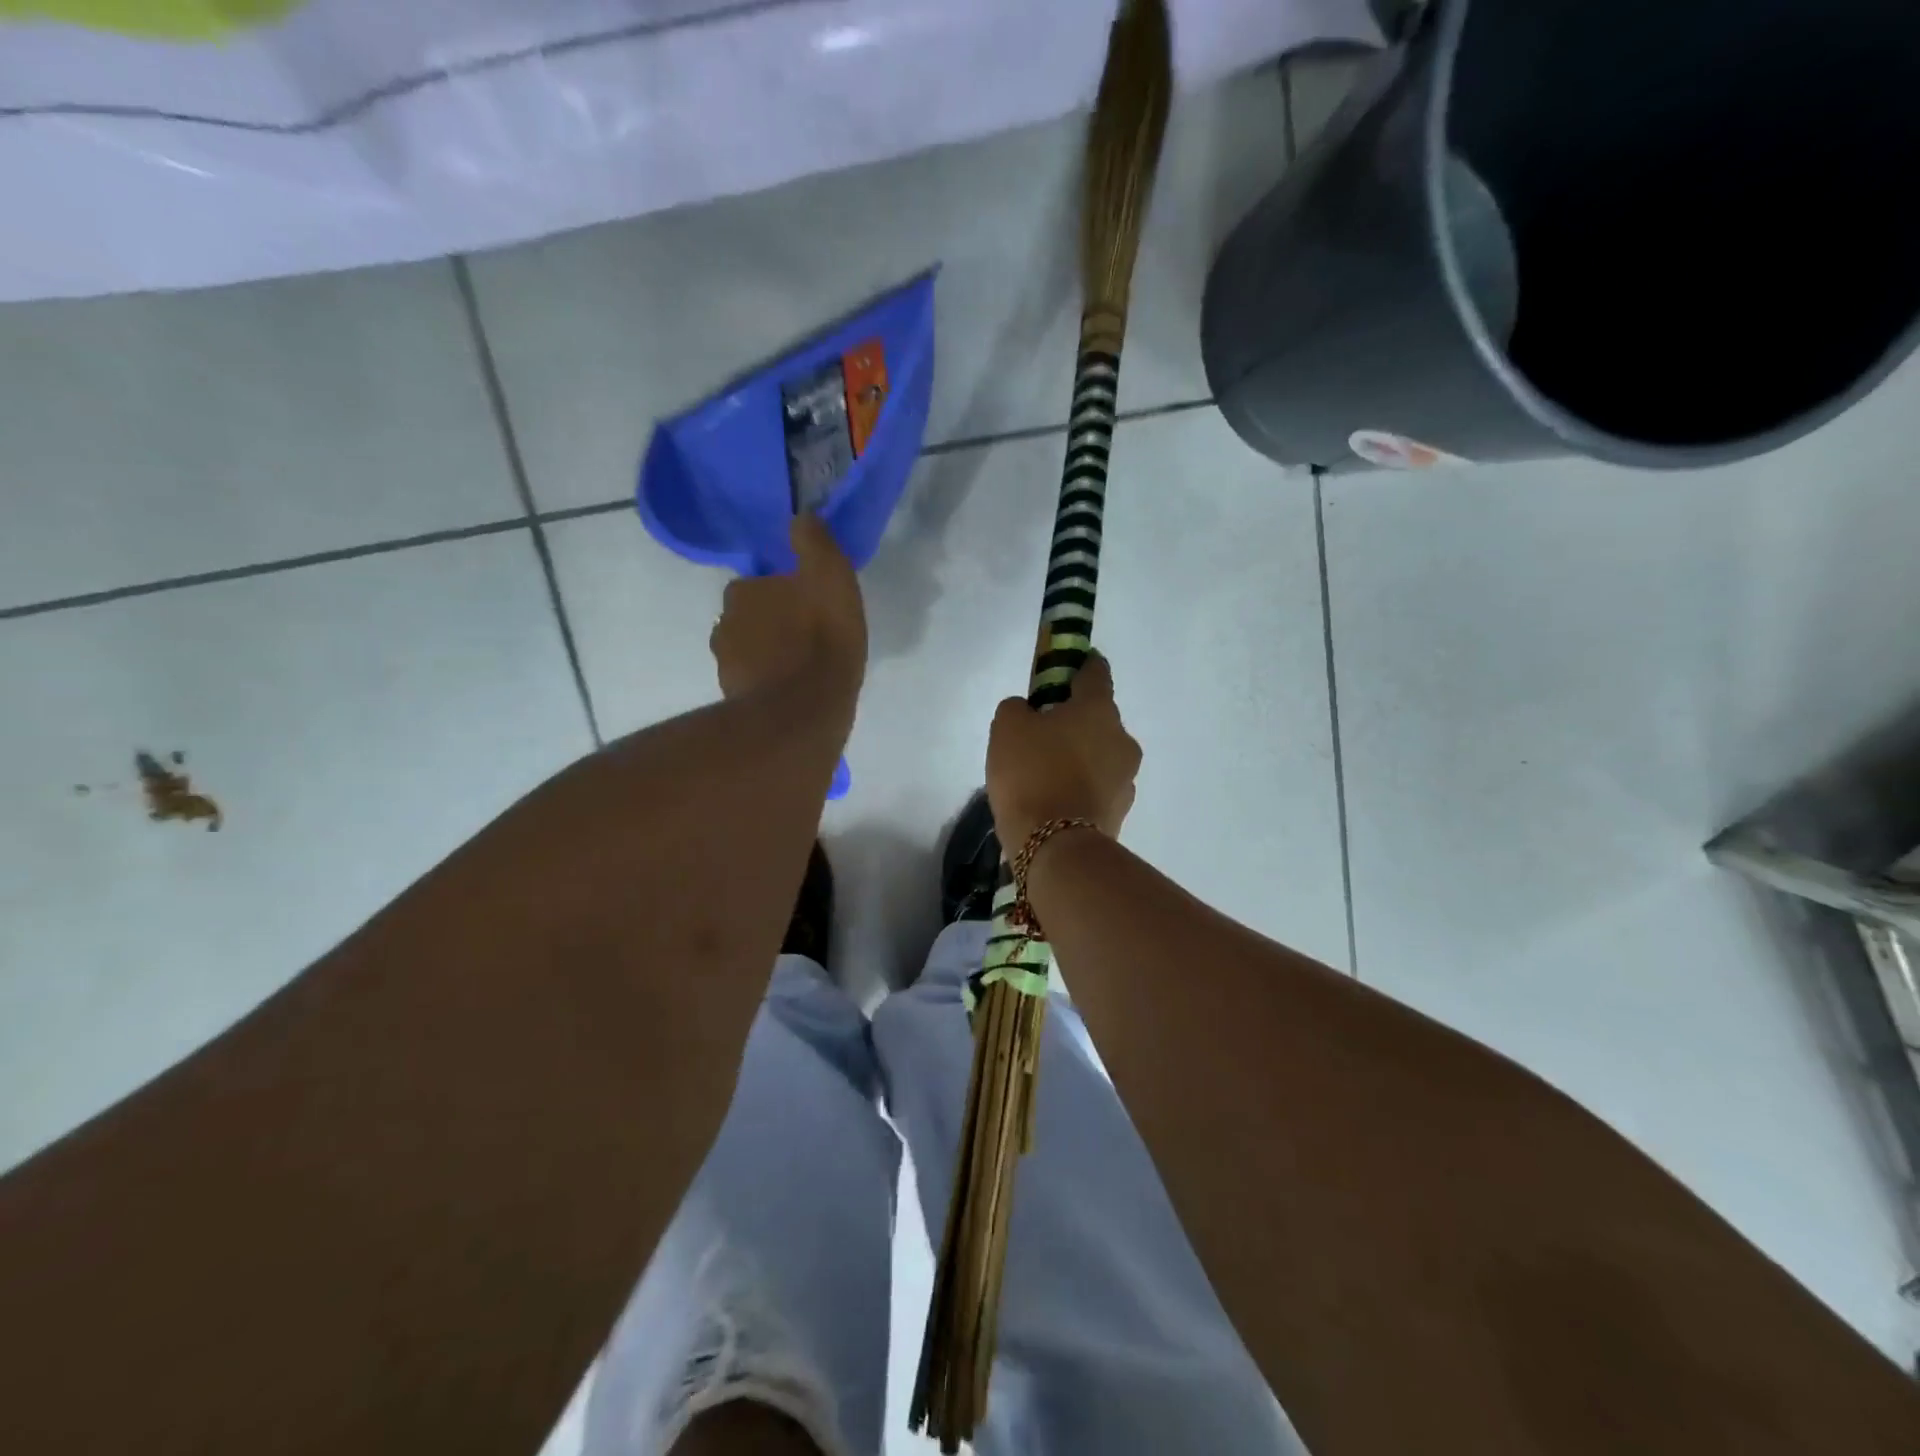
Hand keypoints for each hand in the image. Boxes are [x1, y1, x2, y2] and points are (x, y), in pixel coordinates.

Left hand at [710, 515, 867, 709]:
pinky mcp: (733, 699)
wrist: (802, 712)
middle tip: (806, 637)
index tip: (808, 606)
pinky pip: (751, 682)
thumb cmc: (821, 639)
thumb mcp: (831, 577)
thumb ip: (815, 543)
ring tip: (800, 669)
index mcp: (744, 591)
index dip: (784, 592)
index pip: (760, 583)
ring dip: (767, 655)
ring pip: (748, 651)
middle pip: (750, 617)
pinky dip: (766, 683)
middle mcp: (724, 624)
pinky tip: (791, 693)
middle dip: (771, 623)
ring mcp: (726, 665)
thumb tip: (802, 515)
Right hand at [986, 651, 1141, 852]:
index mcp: (1098, 709)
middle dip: (1074, 720)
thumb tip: (1029, 712)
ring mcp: (1126, 777)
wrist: (1057, 848)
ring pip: (1100, 754)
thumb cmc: (1032, 774)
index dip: (1078, 665)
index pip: (1096, 672)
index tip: (1062, 669)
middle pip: (1098, 717)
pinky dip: (1080, 787)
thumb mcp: (1007, 728)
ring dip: (1079, 756)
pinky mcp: (1121, 811)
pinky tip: (1054, 800)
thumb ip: (1018, 708)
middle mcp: (1122, 738)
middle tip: (1040, 733)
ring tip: (1045, 775)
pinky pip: (1097, 787)